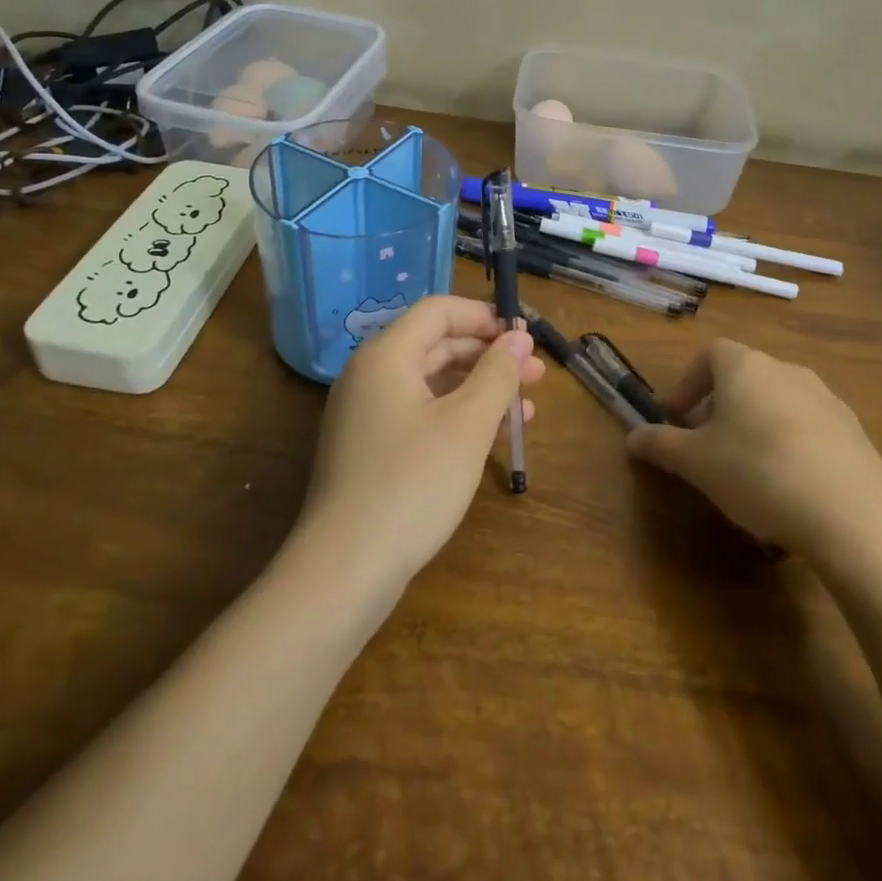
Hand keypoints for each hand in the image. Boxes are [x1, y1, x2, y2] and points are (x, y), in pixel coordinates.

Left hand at [299, 295, 543, 594]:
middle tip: (536, 373)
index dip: (483, 316)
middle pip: (436, 346)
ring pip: (432, 384)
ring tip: (526, 407)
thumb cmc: (413, 484)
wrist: (346, 569)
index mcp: (386, 356)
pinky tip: (493, 435)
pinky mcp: (371, 451)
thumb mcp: (467, 425)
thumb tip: (518, 339)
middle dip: (488, 356)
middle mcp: (370, 376)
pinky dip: (457, 417)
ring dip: (479, 389)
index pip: (438, 311)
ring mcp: (366, 415)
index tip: (523, 336)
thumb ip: (497, 374)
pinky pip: (420, 415)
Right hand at [625, 339, 881, 556]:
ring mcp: (825, 398)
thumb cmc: (757, 472)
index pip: (709, 353)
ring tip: (745, 468)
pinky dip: (788, 443)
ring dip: (754, 424)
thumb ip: (661, 445)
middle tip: (705, 444)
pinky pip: (808, 427)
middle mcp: (786, 370)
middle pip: (744, 377)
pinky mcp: (854, 431)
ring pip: (776, 401)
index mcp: (745, 367)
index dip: (687, 381)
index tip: (674, 415)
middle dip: (719, 406)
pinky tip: (787, 486)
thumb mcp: (696, 463)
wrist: (853, 513)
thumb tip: (632, 437)